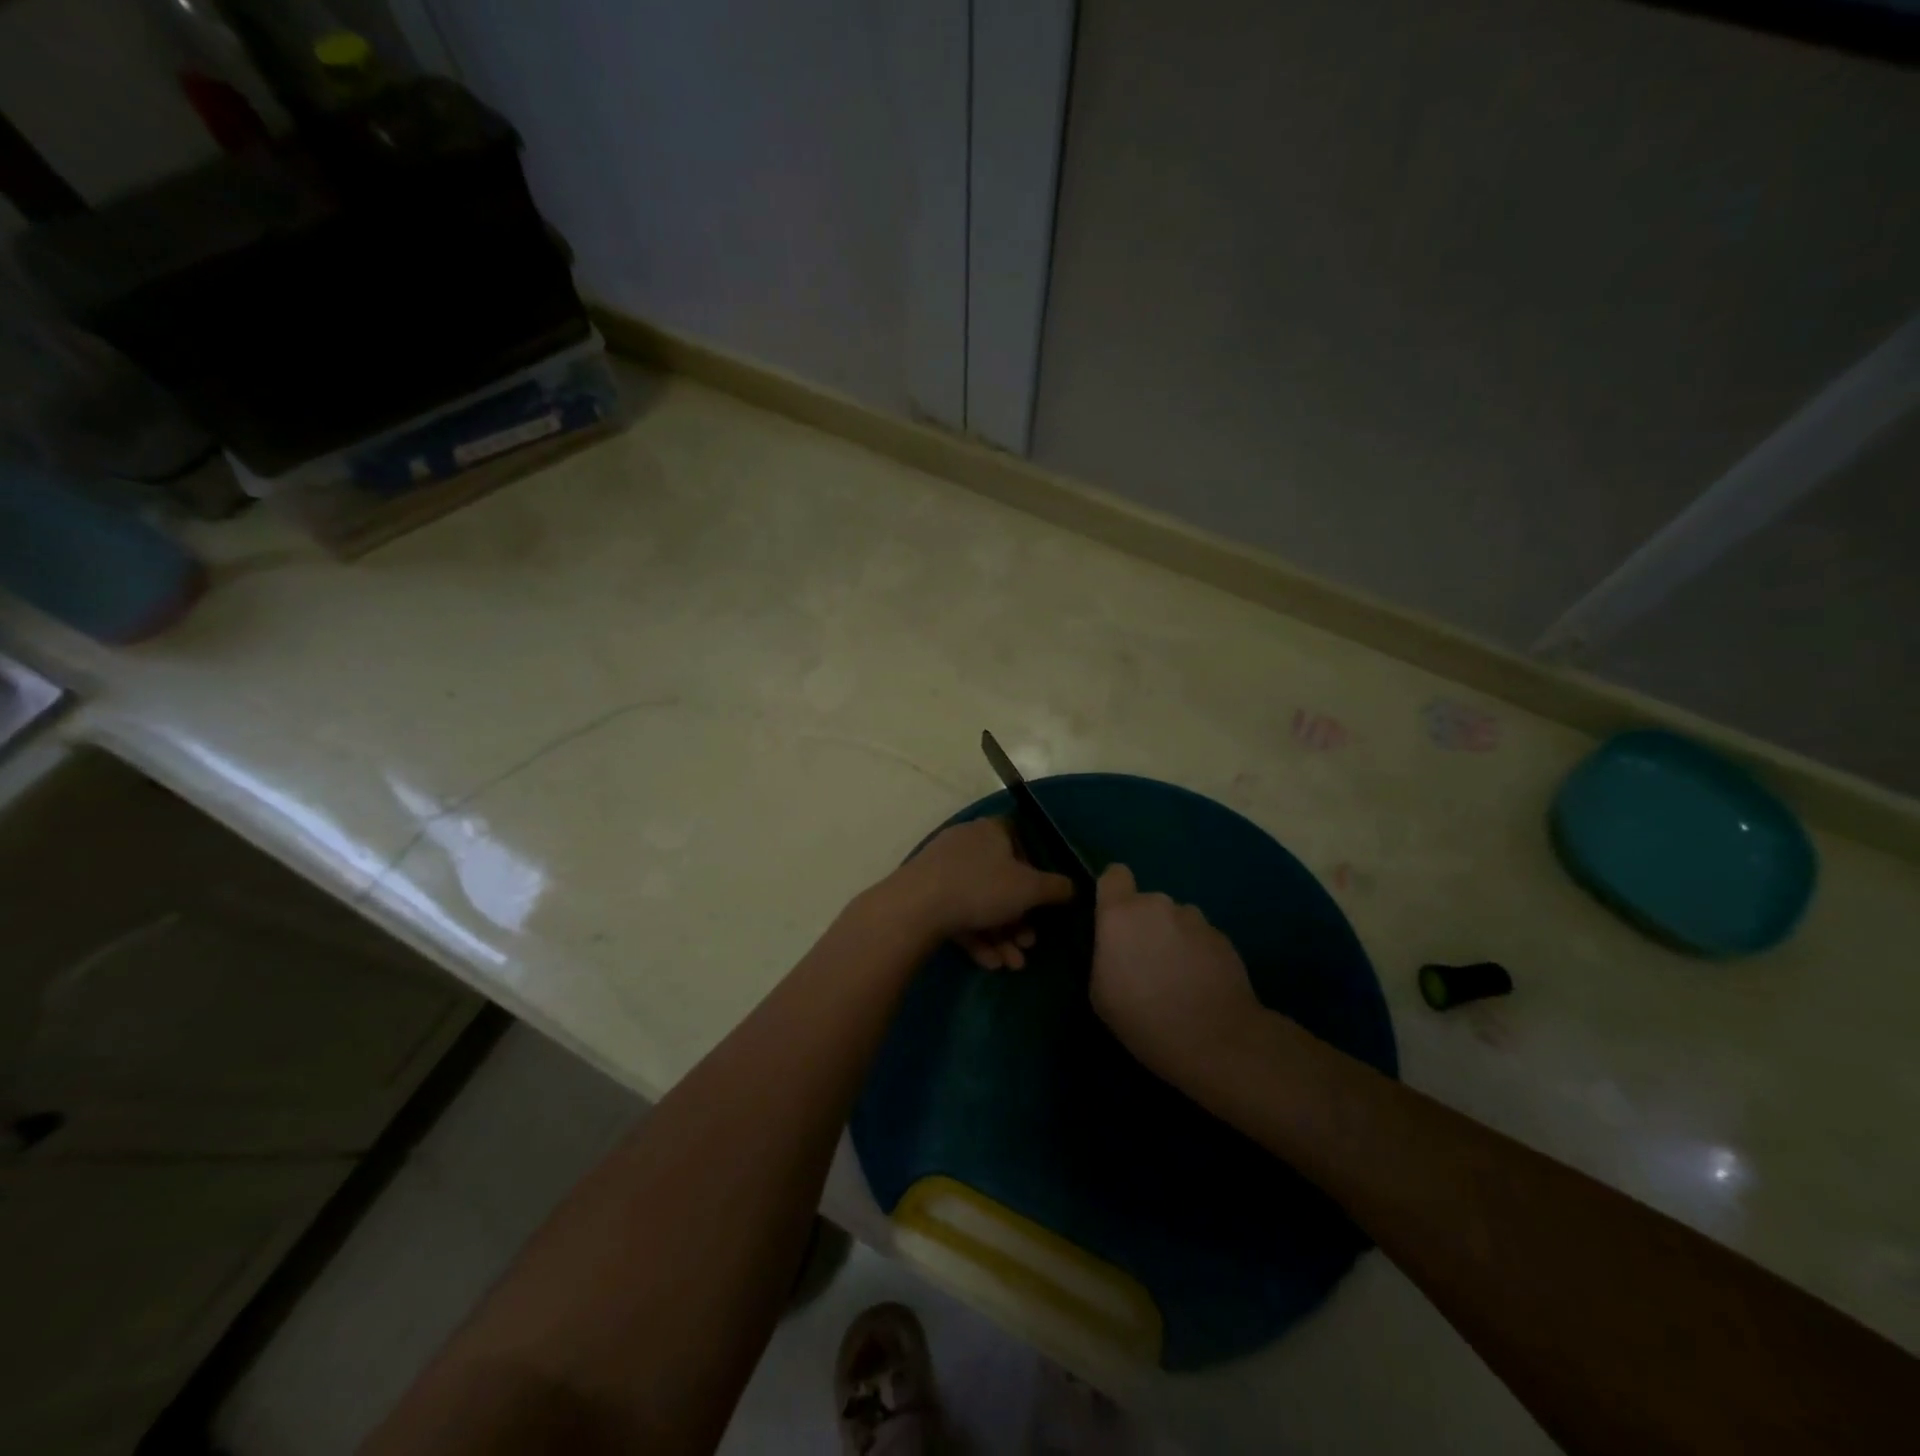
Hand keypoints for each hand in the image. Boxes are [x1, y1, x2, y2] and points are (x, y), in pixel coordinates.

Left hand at [882, 818, 1074, 967]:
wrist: (915, 907)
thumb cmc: (981, 887)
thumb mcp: (1029, 889)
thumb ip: (1056, 888)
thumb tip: (1073, 886)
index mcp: (991, 831)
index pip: (1019, 839)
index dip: (1035, 868)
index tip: (1043, 897)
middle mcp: (966, 844)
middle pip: (1001, 880)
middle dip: (1019, 917)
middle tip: (1029, 944)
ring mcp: (943, 869)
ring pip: (981, 902)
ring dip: (1001, 934)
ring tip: (1013, 964)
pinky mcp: (926, 895)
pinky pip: (959, 913)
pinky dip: (977, 937)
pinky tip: (990, 963)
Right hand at [1092, 863, 1261, 1081]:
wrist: (1215, 1041)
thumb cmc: (1143, 1019)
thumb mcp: (1100, 992)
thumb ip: (1104, 954)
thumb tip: (1116, 947)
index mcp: (1120, 914)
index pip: (1114, 874)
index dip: (1113, 892)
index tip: (1113, 919)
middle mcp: (1157, 905)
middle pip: (1147, 904)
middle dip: (1145, 925)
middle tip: (1147, 964)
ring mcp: (1195, 919)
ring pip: (1176, 920)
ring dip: (1174, 939)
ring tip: (1179, 979)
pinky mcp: (1223, 937)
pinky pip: (1201, 938)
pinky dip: (1199, 954)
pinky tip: (1202, 986)